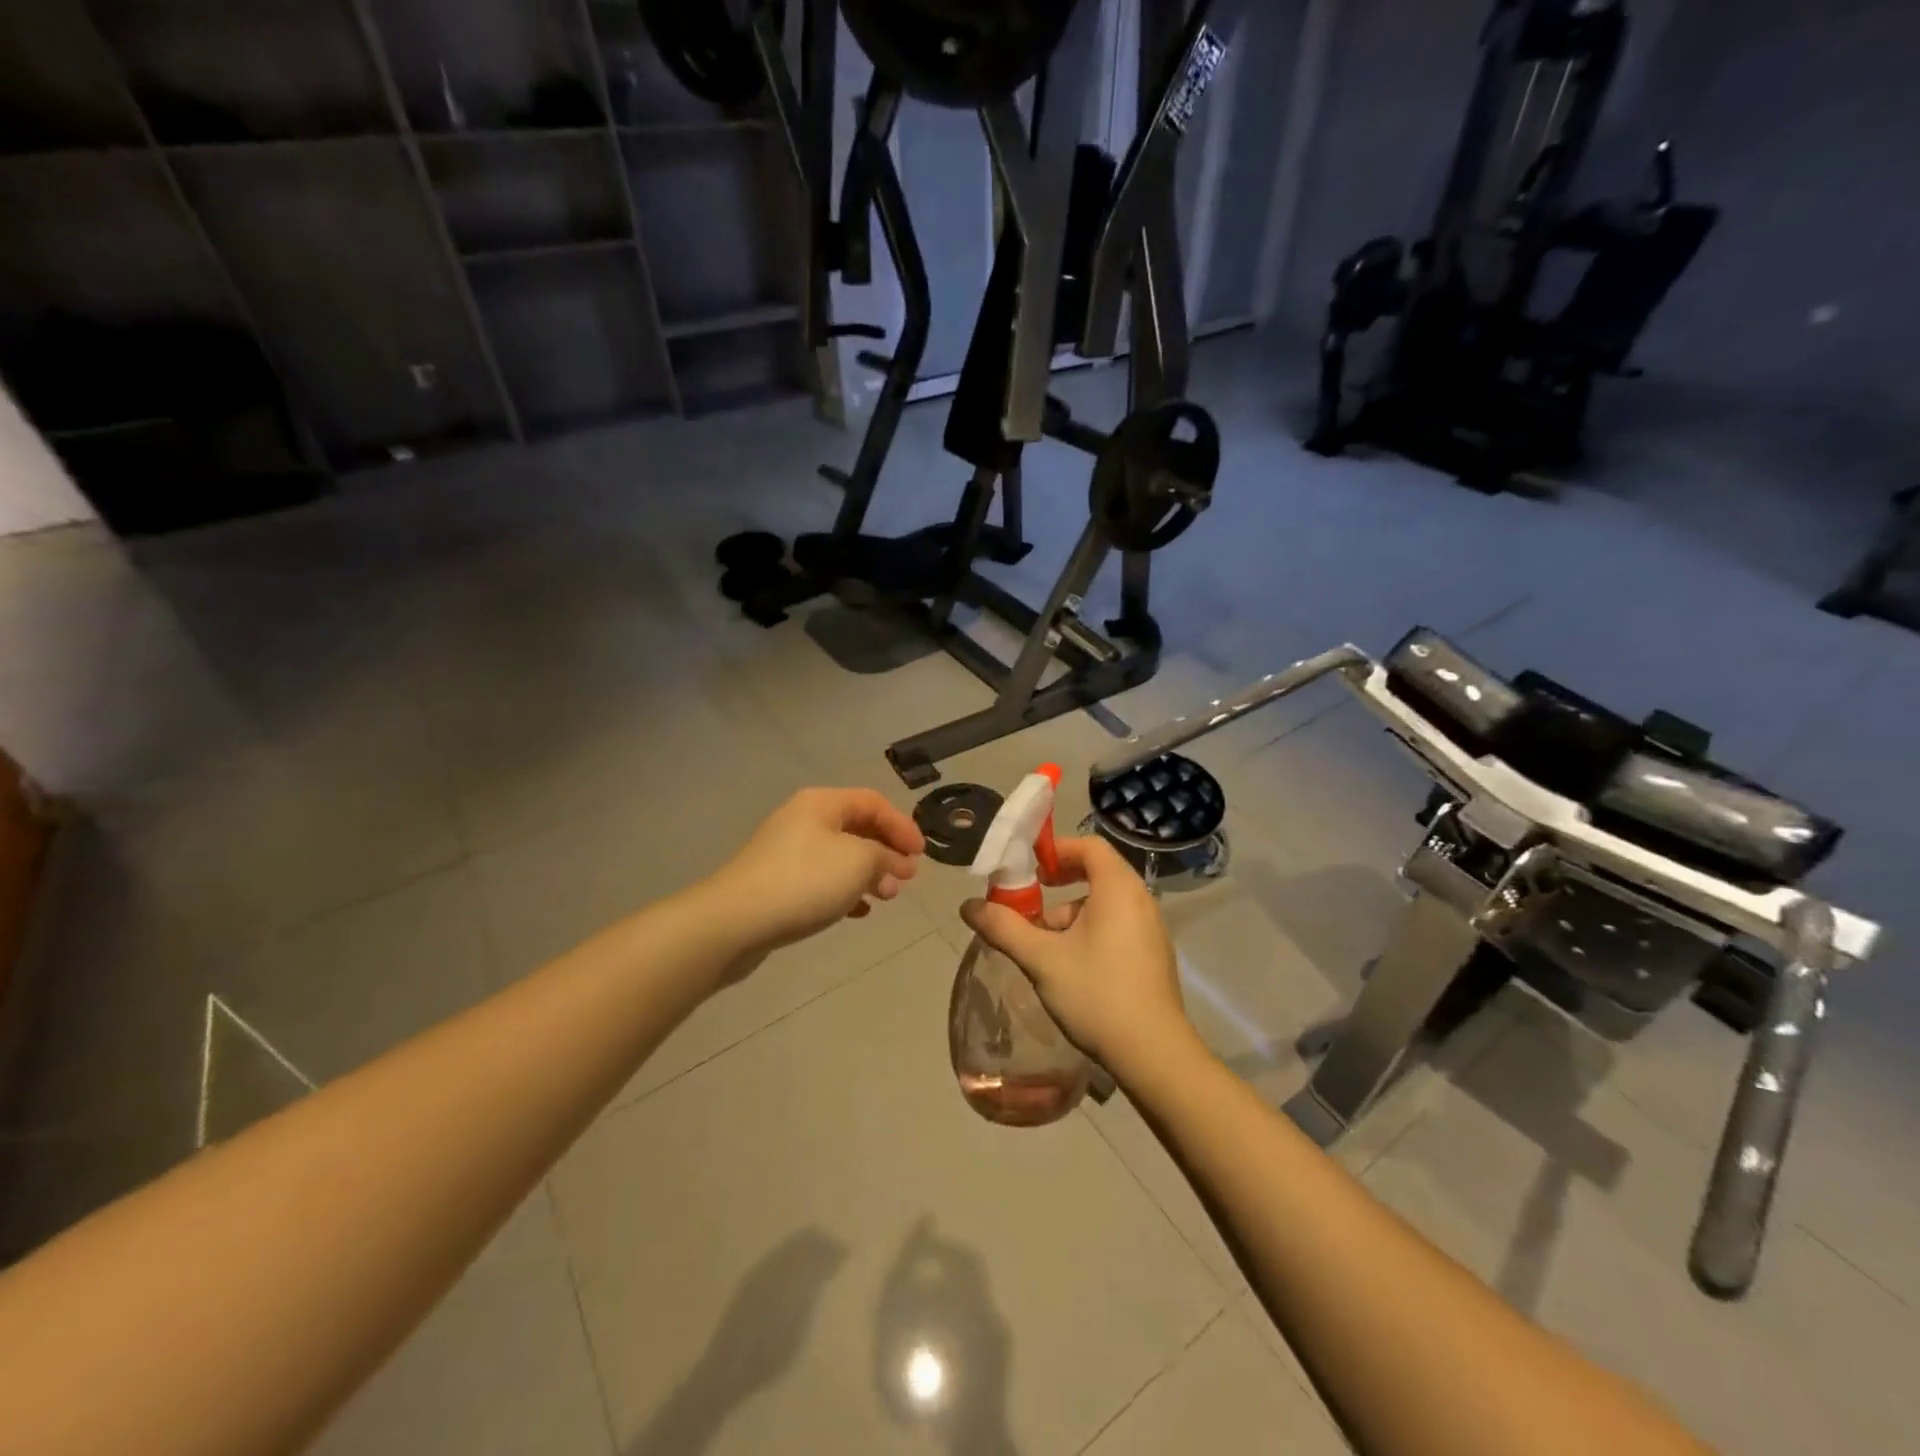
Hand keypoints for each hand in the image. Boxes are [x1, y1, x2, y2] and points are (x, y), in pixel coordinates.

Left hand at [708, 789, 924, 964]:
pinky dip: (845, 891)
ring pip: (841, 856)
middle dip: (887, 851)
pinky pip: (822, 880)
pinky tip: (858, 912)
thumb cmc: (804, 881)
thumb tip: (896, 862)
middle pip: (857, 827)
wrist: (735, 921)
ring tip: (887, 897)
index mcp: (821, 803)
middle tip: (906, 878)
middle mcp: (803, 820)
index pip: (873, 802)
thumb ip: (885, 856)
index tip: (922, 855)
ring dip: (869, 873)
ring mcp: (787, 852)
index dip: (902, 825)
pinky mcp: (778, 883)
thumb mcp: (858, 862)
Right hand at [960, 836, 1193, 1081]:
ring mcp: (1152, 930)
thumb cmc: (1096, 993)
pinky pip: (1118, 926)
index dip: (1057, 850)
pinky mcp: (1154, 956)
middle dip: (1058, 887)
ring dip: (1071, 916)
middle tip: (1030, 906)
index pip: (1089, 846)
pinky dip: (1091, 932)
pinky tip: (1071, 968)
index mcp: (1118, 889)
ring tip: (1044, 947)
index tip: (1030, 870)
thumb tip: (968, 906)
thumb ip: (1004, 927)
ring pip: (1105, 905)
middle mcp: (1141, 900)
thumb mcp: (1041, 959)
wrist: (1153, 1054)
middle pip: (1097, 874)